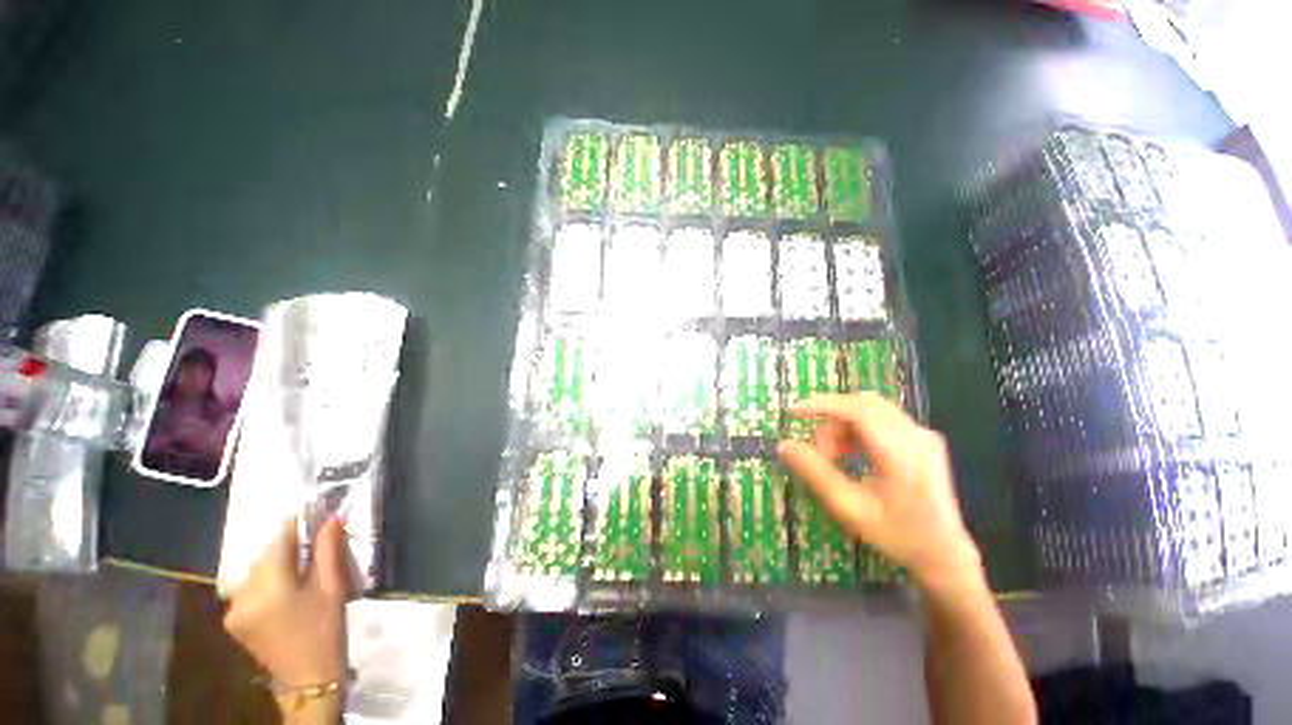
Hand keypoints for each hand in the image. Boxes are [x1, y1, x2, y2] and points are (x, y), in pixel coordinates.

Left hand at [224, 516, 350, 689]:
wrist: (310, 687)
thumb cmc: (326, 642)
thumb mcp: (332, 598)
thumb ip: (328, 554)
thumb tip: (331, 517)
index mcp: (272, 579)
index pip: (282, 535)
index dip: (299, 534)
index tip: (314, 540)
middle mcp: (246, 585)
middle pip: (267, 555)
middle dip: (286, 561)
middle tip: (306, 580)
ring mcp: (234, 603)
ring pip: (255, 573)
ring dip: (271, 578)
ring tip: (291, 600)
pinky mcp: (230, 618)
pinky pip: (246, 592)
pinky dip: (260, 596)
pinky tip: (275, 613)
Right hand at [777, 393, 981, 592]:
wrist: (942, 550)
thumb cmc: (897, 536)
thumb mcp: (852, 511)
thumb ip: (818, 476)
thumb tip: (786, 446)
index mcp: (900, 451)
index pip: (858, 409)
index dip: (824, 405)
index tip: (795, 411)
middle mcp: (915, 433)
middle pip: (867, 405)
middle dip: (835, 420)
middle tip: (818, 453)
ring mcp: (925, 435)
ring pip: (878, 412)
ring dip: (850, 426)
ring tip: (835, 461)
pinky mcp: (928, 441)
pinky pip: (890, 422)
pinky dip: (866, 432)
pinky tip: (857, 459)